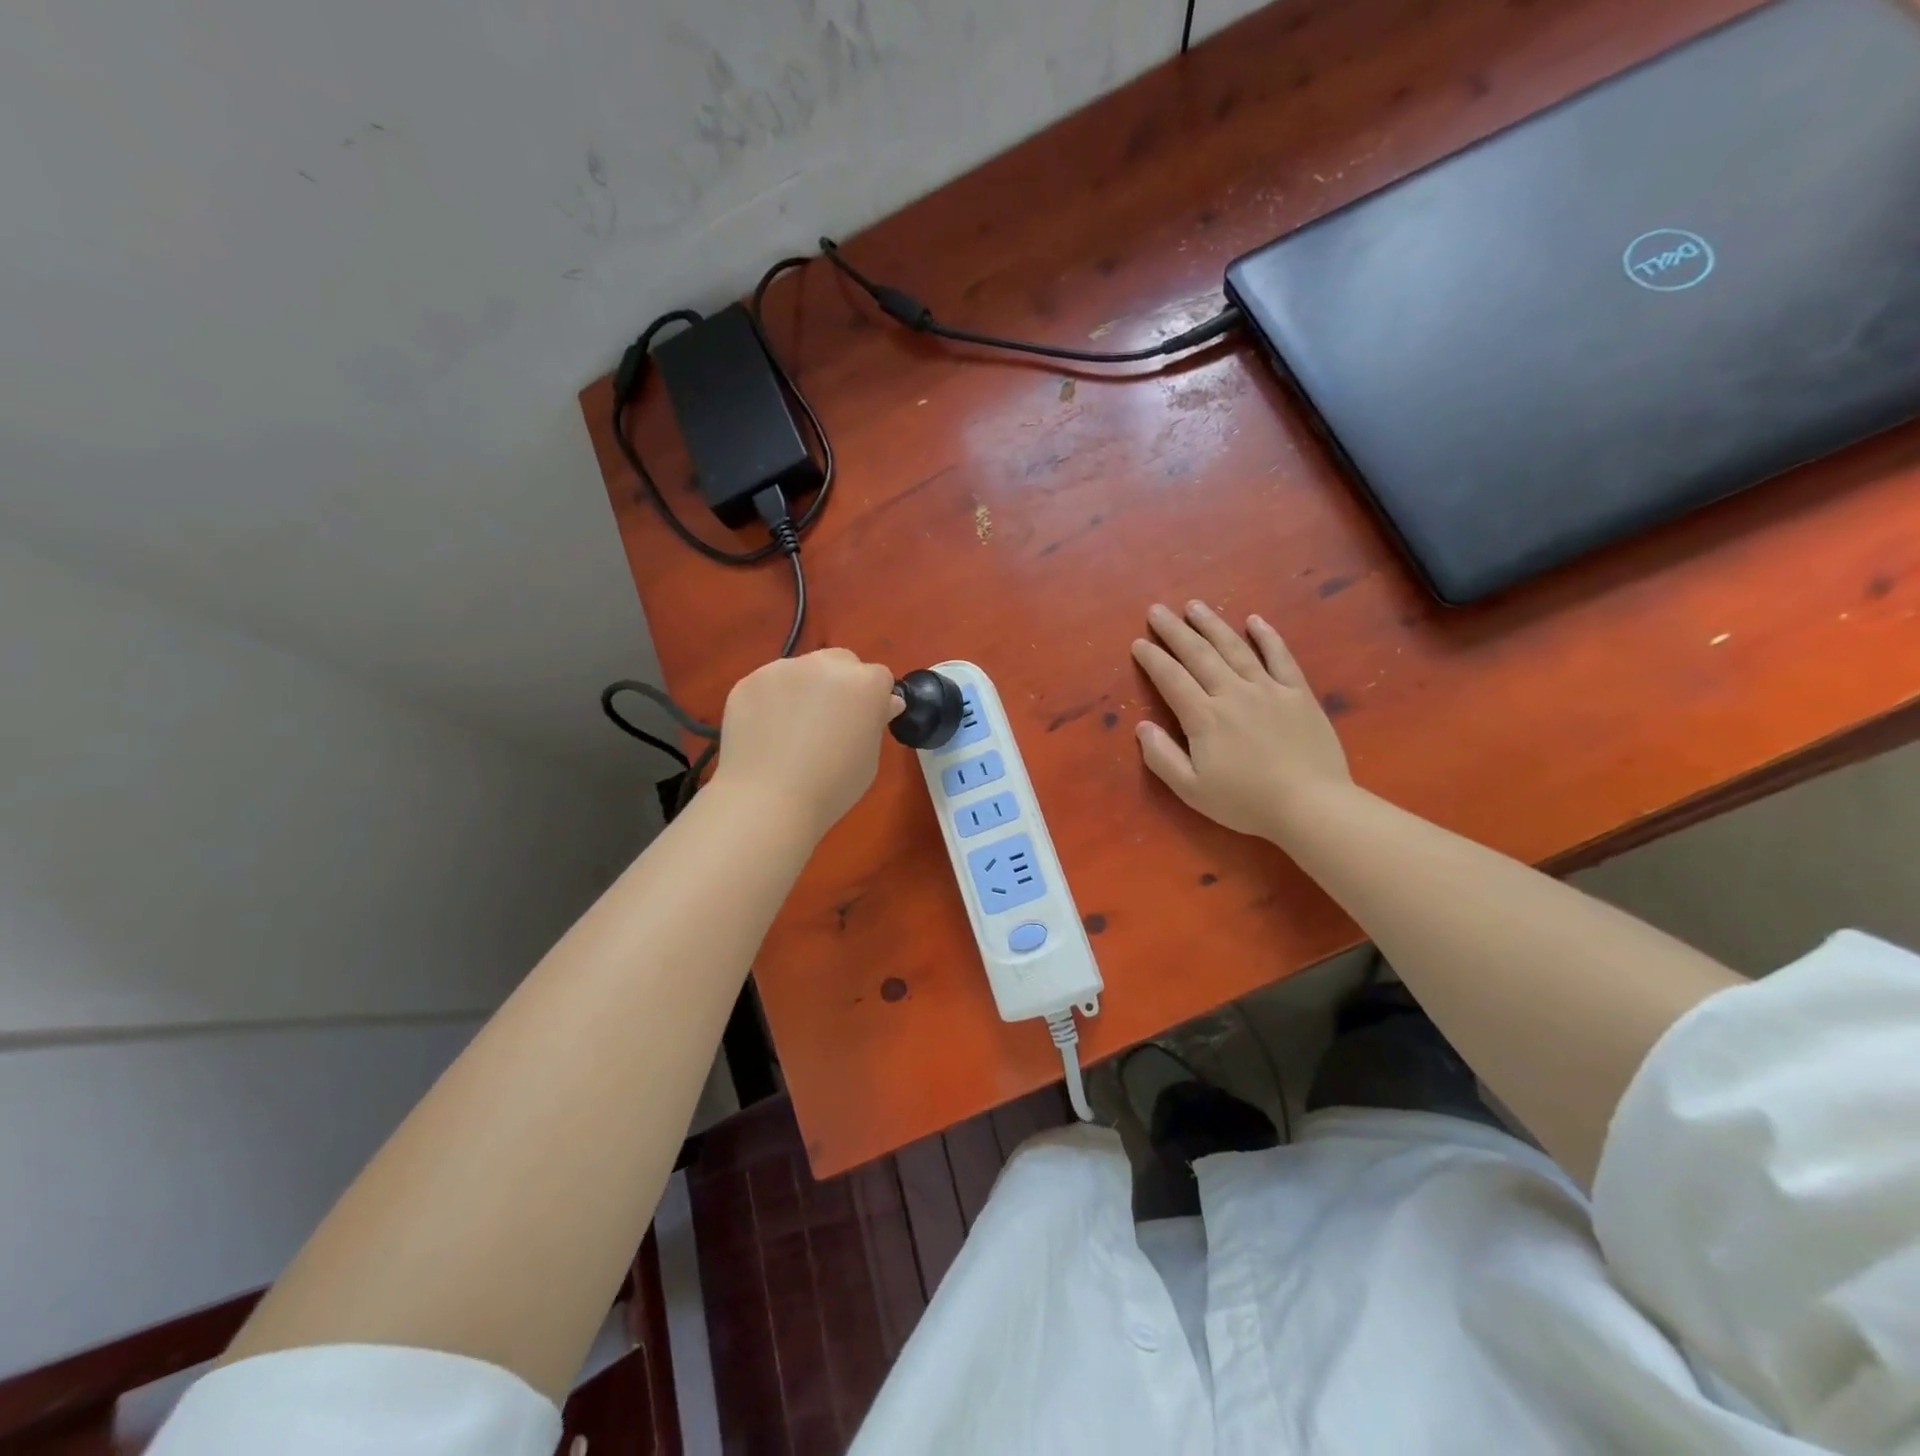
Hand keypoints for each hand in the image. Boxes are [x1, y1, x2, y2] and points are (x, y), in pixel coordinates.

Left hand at [712, 649, 901, 839]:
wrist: (768, 800)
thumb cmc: (832, 787)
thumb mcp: (870, 758)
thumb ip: (875, 721)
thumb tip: (884, 703)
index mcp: (864, 683)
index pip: (879, 677)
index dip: (874, 699)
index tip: (864, 722)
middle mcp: (824, 665)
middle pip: (841, 662)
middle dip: (841, 683)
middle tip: (830, 720)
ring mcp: (782, 669)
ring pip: (802, 670)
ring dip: (805, 689)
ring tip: (792, 729)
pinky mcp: (749, 681)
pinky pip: (769, 685)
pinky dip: (772, 701)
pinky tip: (766, 732)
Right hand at [1131, 601, 1351, 841]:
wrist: (1311, 805)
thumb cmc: (1246, 803)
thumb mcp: (1191, 790)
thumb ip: (1162, 757)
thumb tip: (1141, 728)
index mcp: (1204, 718)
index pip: (1171, 679)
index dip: (1153, 659)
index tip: (1139, 643)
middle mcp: (1232, 693)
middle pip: (1198, 654)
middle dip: (1175, 631)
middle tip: (1157, 610)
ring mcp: (1268, 689)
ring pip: (1235, 648)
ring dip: (1212, 624)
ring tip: (1194, 605)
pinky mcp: (1298, 693)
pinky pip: (1281, 657)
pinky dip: (1267, 636)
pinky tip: (1255, 620)